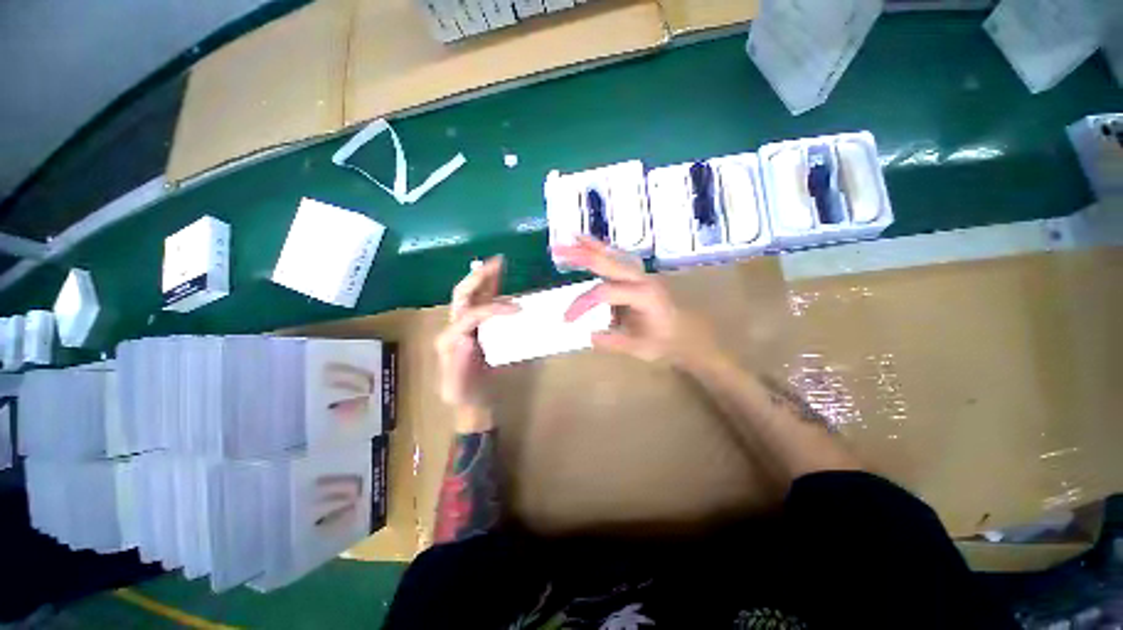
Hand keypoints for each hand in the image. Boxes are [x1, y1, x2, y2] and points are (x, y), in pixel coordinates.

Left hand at [435, 256, 518, 411]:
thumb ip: (459, 366)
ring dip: (486, 278)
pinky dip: (492, 290)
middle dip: (479, 277)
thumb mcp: (459, 388)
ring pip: (473, 295)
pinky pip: (483, 304)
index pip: (470, 315)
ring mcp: (466, 326)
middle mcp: (454, 328)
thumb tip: (465, 339)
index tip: (517, 309)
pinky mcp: (477, 328)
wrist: (472, 403)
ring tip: (500, 263)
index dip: (492, 308)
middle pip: (463, 295)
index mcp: (449, 340)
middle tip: (498, 262)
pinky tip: (501, 281)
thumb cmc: (467, 396)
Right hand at [552, 237, 719, 368]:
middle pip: (608, 262)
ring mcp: (642, 275)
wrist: (689, 335)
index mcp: (644, 296)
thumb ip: (614, 342)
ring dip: (592, 245)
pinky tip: (592, 245)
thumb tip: (589, 335)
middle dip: (581, 255)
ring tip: (572, 236)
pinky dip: (604, 249)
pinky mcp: (640, 276)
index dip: (582, 303)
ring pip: (614, 255)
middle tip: (557, 249)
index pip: (604, 293)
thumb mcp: (641, 349)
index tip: (567, 319)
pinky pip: (619, 258)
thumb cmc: (667, 343)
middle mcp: (642, 279)